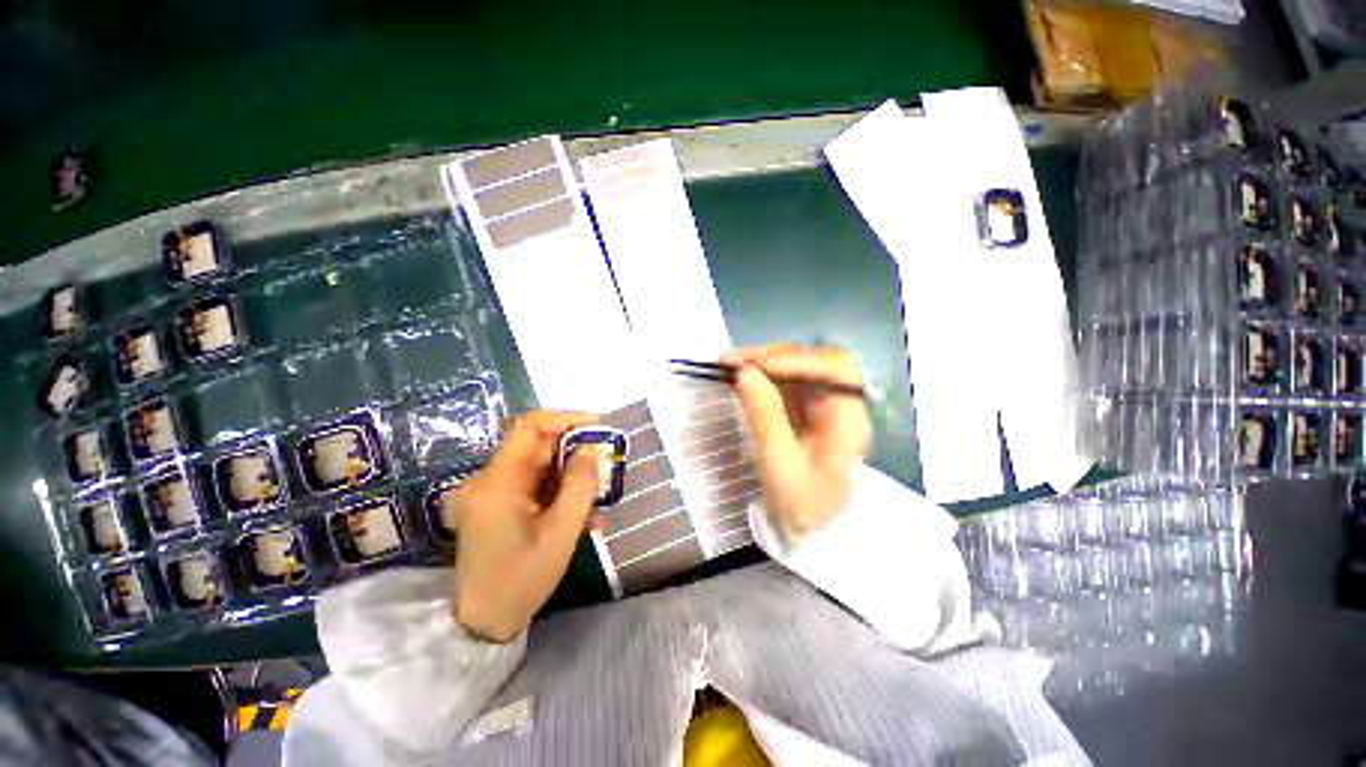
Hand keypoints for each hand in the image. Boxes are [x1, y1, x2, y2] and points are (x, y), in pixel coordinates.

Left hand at [450, 411, 600, 642]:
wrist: (484, 623)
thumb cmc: (522, 579)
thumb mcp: (561, 532)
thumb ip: (580, 485)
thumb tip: (592, 449)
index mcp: (498, 481)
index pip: (531, 427)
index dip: (566, 419)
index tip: (598, 427)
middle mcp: (490, 479)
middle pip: (537, 446)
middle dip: (575, 451)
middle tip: (607, 463)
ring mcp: (492, 492)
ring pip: (540, 465)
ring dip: (571, 474)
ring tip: (598, 496)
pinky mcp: (498, 504)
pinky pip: (534, 484)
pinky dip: (560, 491)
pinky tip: (581, 513)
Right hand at [722, 345, 871, 546]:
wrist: (812, 529)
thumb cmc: (801, 502)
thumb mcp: (779, 463)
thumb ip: (763, 414)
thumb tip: (743, 371)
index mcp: (849, 419)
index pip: (833, 368)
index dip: (794, 359)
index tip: (752, 365)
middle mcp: (841, 404)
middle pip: (814, 362)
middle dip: (772, 357)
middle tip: (731, 361)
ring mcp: (825, 405)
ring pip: (798, 369)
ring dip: (764, 363)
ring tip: (730, 366)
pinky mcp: (809, 409)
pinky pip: (788, 382)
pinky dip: (764, 376)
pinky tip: (743, 378)